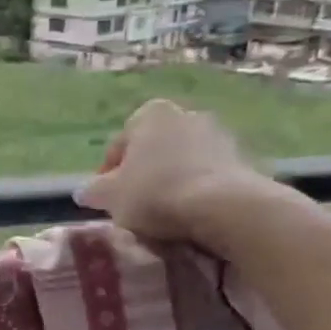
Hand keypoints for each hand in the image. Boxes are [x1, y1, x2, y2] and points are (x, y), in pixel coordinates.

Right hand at [75, 101, 267, 242]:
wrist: (224, 207)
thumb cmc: (155, 193)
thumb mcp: (110, 196)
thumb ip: (94, 190)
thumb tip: (86, 190)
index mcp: (149, 114)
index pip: (119, 145)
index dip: (108, 176)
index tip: (107, 200)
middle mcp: (186, 114)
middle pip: (154, 150)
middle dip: (144, 174)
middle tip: (135, 206)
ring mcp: (220, 134)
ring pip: (183, 161)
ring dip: (172, 181)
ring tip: (164, 215)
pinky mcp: (245, 159)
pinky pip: (209, 176)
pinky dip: (198, 190)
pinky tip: (192, 215)